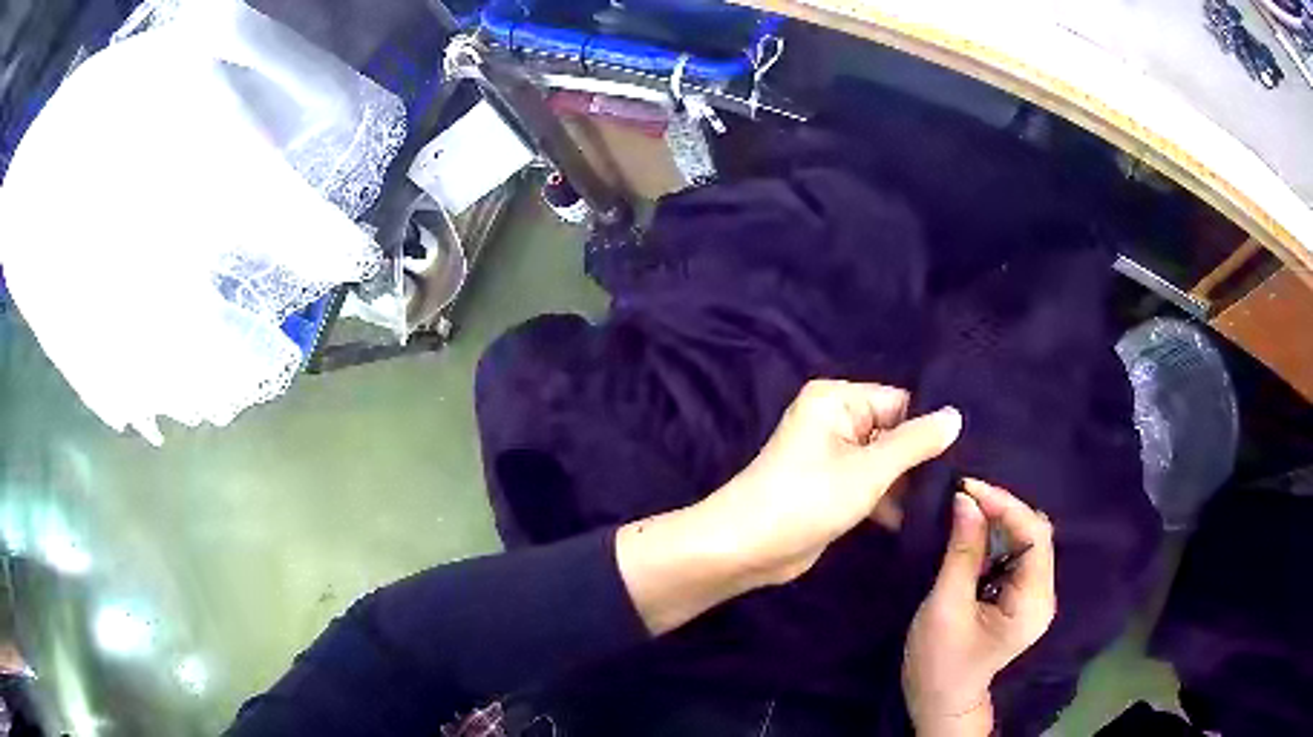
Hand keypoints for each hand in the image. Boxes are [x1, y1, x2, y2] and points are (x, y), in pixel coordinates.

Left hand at [705, 380, 963, 585]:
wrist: (747, 549)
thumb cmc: (807, 499)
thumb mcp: (869, 470)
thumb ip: (915, 443)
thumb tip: (956, 415)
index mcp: (837, 399)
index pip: (900, 402)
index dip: (932, 425)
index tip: (971, 447)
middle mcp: (836, 421)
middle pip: (894, 432)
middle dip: (924, 457)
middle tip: (967, 477)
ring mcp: (834, 457)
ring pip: (886, 463)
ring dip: (910, 482)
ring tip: (953, 498)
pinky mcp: (833, 489)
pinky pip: (872, 485)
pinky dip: (891, 500)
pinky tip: (923, 517)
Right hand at [902, 479, 1056, 736]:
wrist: (940, 701)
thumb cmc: (940, 662)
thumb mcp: (946, 607)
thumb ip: (961, 551)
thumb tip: (966, 500)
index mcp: (1033, 601)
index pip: (1035, 534)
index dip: (1006, 505)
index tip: (968, 488)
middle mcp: (1043, 594)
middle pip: (1035, 534)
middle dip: (1001, 510)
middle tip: (963, 496)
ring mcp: (1034, 596)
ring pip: (1025, 541)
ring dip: (997, 523)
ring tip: (965, 509)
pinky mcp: (1020, 598)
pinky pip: (1015, 555)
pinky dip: (994, 539)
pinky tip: (972, 533)